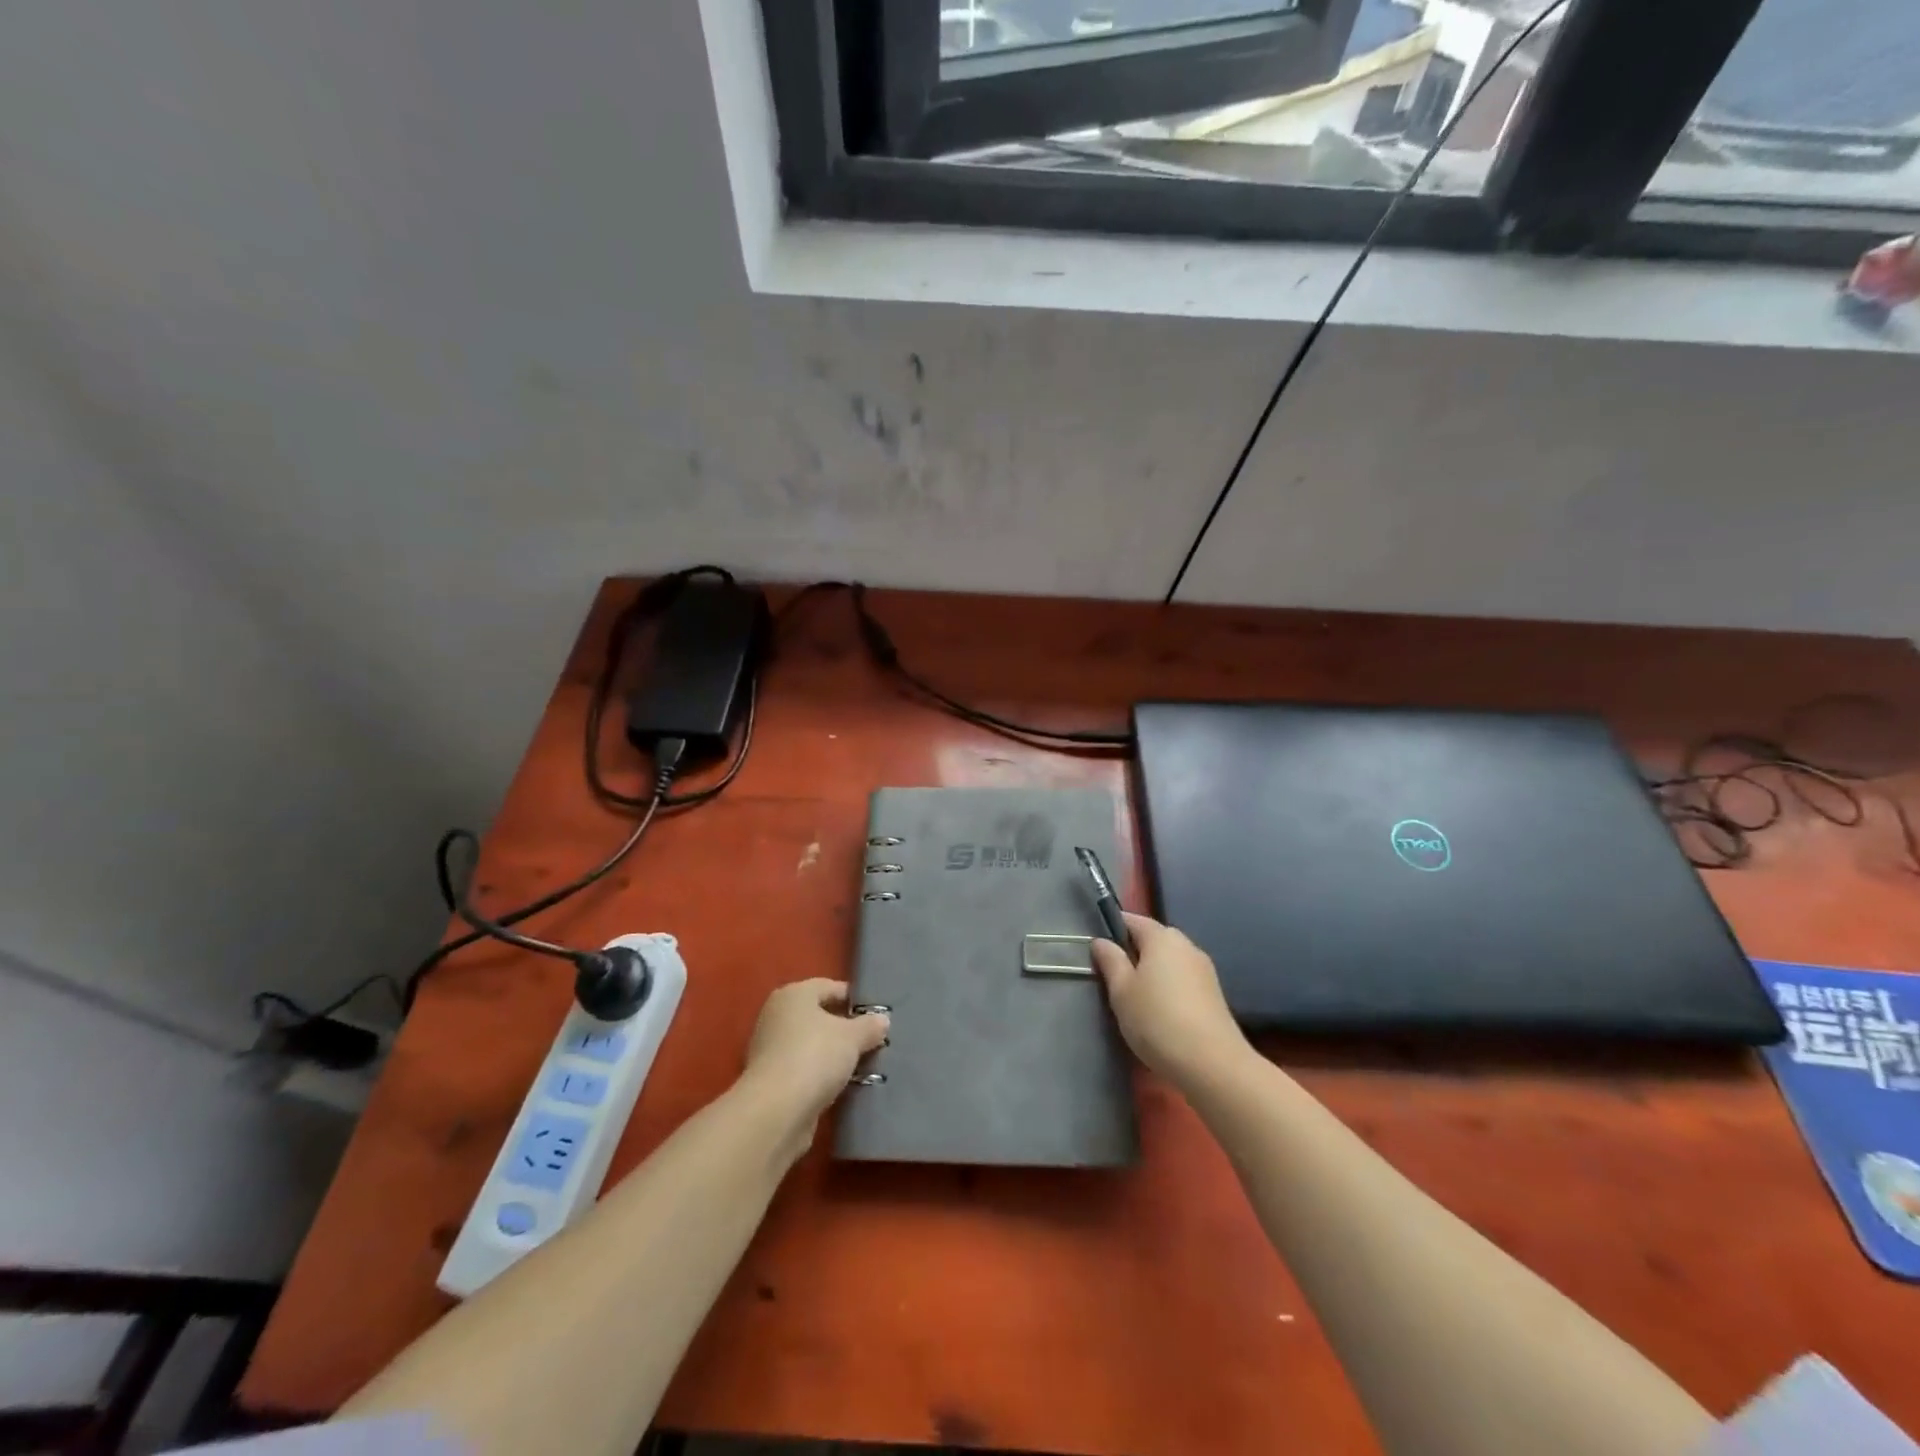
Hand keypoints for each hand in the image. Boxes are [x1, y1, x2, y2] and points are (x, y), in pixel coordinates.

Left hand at [740, 978, 889, 1131]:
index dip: (854, 1000)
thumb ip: (869, 1026)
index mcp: (793, 995)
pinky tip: (841, 1086)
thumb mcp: (852, 1037)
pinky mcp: (770, 1081)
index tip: (876, 1015)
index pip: (830, 987)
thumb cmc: (815, 1057)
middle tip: (872, 1041)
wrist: (776, 1112)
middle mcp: (777, 1016)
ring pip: (811, 1045)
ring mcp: (770, 1050)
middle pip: (819, 1017)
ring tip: (862, 1066)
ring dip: (833, 1055)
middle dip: (845, 1029)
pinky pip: (804, 1070)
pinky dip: (820, 1075)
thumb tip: (882, 1020)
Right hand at [1092, 912, 1248, 1089]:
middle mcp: (1186, 945)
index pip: (1132, 920)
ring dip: (1151, 973)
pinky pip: (1182, 980)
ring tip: (1135, 1000)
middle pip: (1153, 940)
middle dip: (1133, 953)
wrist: (1212, 1064)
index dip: (1112, 930)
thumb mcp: (1121, 991)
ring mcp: (1204, 969)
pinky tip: (1160, 1013)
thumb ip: (1110, 961)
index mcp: (1162, 937)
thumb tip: (1101, 941)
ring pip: (1168, 962)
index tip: (1098, 951)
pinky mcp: (1213, 994)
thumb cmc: (1157, 1020)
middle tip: (1113, 980)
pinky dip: (1168, 988)